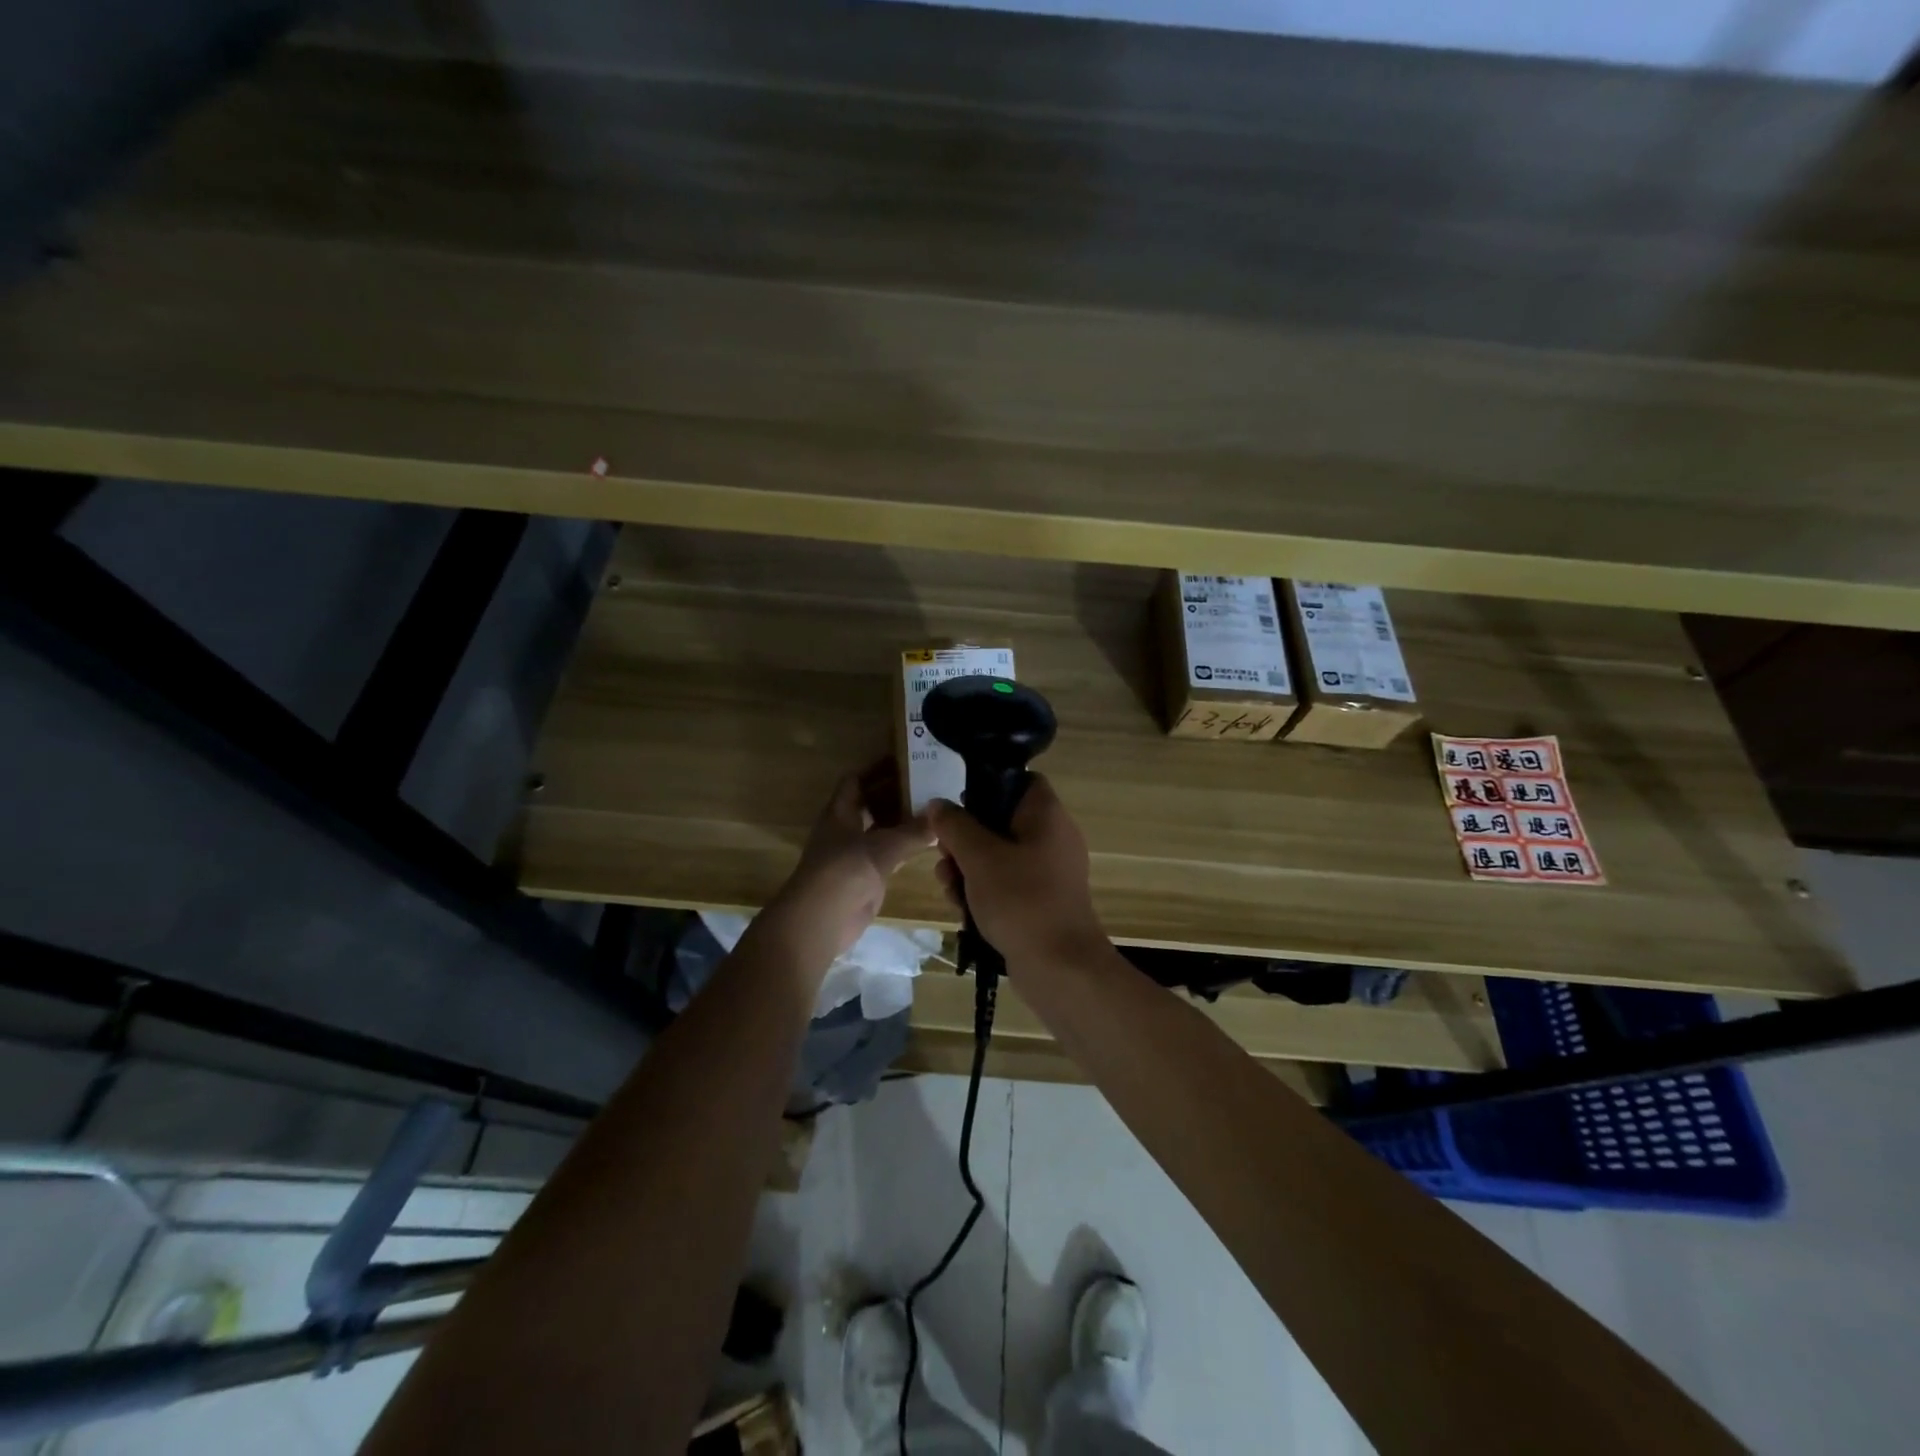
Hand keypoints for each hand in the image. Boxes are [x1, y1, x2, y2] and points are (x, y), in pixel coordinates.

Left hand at [762, 767, 934, 967]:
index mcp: (840, 812)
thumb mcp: (882, 847)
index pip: (856, 780)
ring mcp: (854, 853)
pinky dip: (905, 846)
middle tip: (930, 785)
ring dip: (902, 821)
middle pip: (870, 803)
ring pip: (881, 829)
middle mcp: (845, 828)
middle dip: (896, 794)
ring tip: (934, 810)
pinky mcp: (864, 876)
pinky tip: (928, 842)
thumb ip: (912, 833)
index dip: (877, 768)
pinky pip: (888, 854)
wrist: (820, 920)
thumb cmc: (844, 872)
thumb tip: (939, 821)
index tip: (907, 761)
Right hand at [927, 775, 1107, 970]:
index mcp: (1047, 816)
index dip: (986, 786)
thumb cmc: (1021, 900)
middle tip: (945, 857)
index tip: (957, 808)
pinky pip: (1007, 884)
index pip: (1020, 780)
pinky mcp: (1041, 901)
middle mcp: (1052, 838)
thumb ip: (955, 826)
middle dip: (965, 840)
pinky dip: (984, 892)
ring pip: (999, 856)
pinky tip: (962, 910)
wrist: (1060, 968)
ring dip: (968, 869)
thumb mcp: (979, 858)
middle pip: (1001, 821)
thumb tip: (937, 805)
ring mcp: (1048, 872)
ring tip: (949, 888)